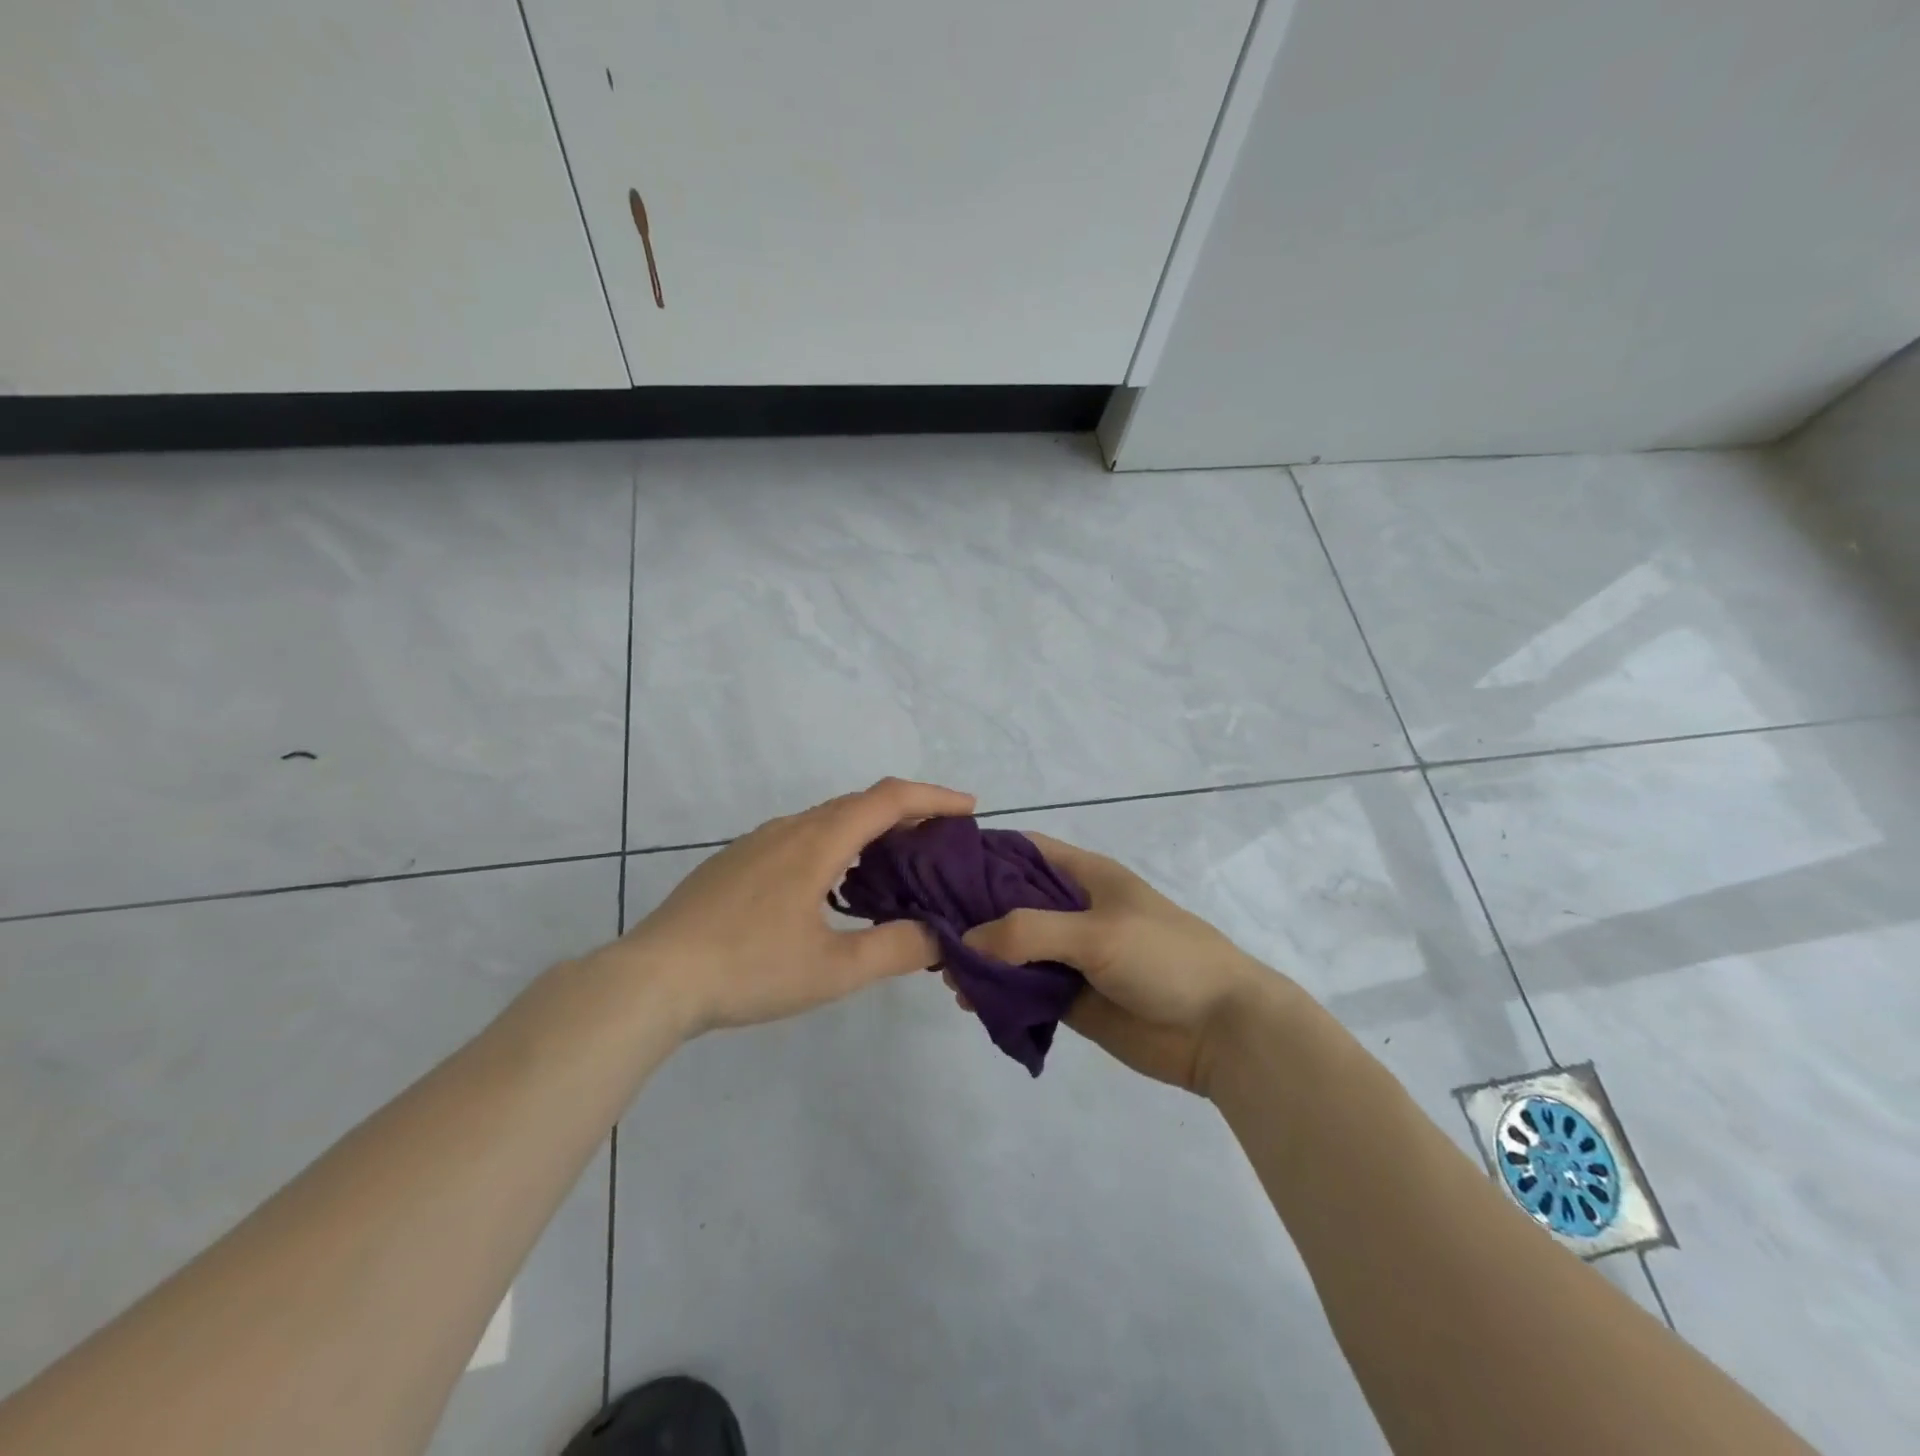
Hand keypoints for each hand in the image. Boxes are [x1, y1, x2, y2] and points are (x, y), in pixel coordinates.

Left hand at [608, 778, 975, 1033]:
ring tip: (895, 864)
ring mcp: (757, 843)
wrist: (652, 978)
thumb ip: (894, 949)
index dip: (933, 798)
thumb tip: (940, 935)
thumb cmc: (748, 968)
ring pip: (827, 820)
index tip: (969, 808)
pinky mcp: (735, 862)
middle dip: (906, 814)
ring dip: (869, 830)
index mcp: (817, 842)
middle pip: (859, 804)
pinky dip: (836, 845)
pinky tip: (834, 885)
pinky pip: (801, 837)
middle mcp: (789, 828)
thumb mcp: (832, 970)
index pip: (888, 800)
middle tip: (940, 842)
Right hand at [959, 833, 1287, 1094]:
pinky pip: (1024, 990)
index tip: (932, 867)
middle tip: (923, 929)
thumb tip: (962, 941)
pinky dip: (996, 994)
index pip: (1022, 851)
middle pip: (1008, 903)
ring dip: (979, 958)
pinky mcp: (1071, 999)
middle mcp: (1072, 911)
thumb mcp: (1097, 933)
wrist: (1223, 1031)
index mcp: (1084, 876)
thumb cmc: (1165, 959)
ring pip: (1012, 950)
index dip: (980, 854)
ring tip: (944, 975)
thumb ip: (1028, 932)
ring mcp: (1071, 956)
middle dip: (969, 913)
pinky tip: (969, 1002)